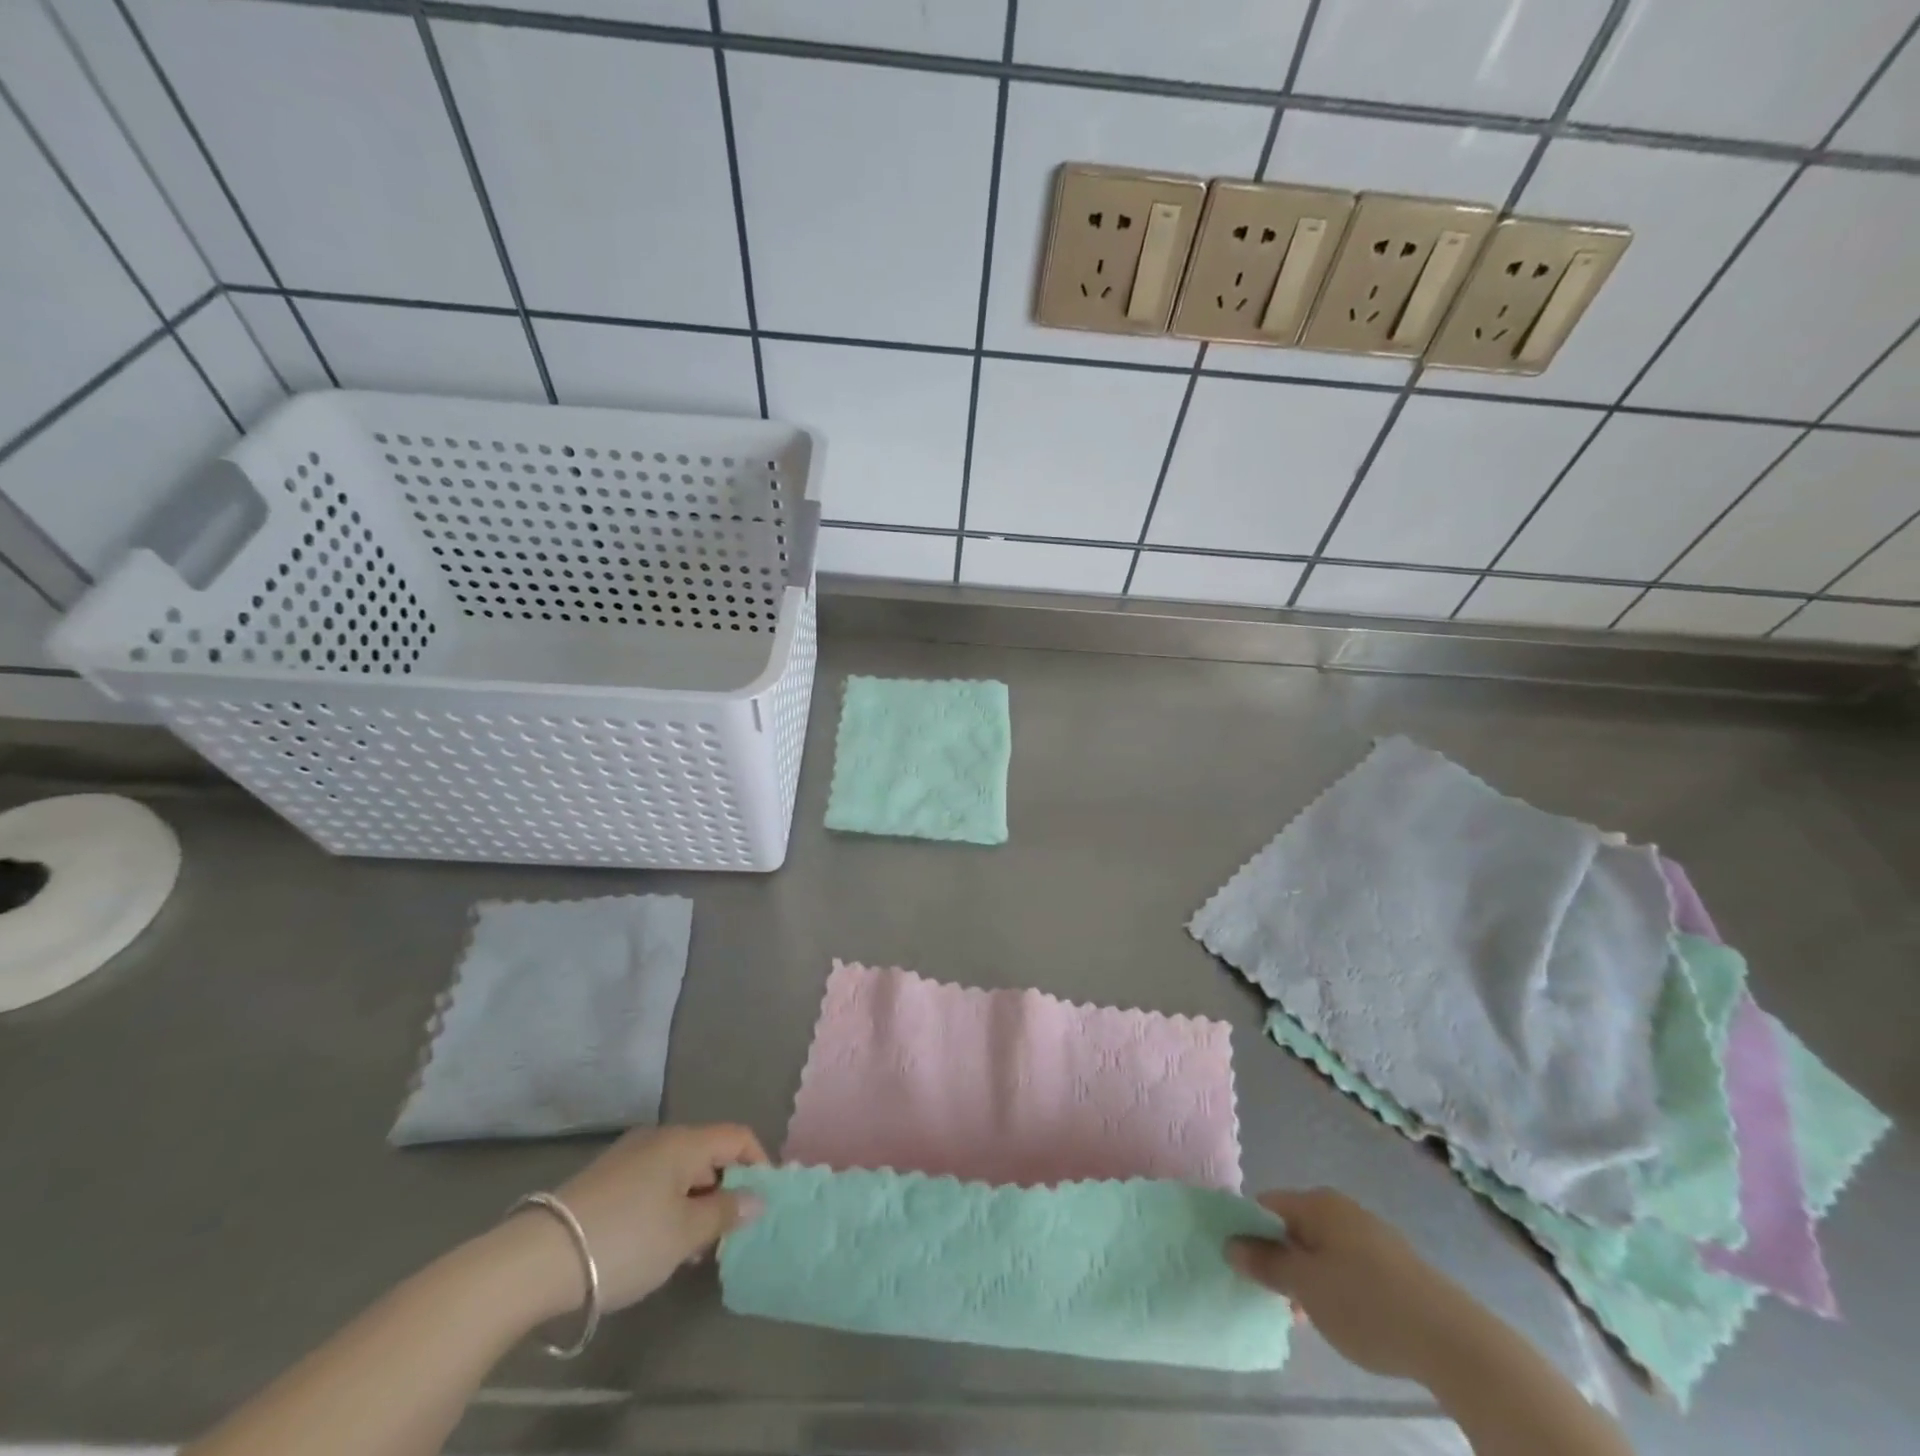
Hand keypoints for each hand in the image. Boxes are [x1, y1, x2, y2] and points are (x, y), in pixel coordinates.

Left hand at [504, 1123, 769, 1319]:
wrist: (537, 1260)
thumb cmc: (626, 1240)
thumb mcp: (684, 1234)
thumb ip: (726, 1213)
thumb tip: (757, 1198)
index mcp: (684, 1141)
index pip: (737, 1137)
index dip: (759, 1163)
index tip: (765, 1201)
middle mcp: (659, 1138)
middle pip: (708, 1153)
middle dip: (725, 1189)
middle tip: (728, 1233)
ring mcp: (628, 1156)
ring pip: (679, 1171)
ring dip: (695, 1201)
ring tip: (693, 1248)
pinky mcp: (604, 1179)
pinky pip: (653, 1183)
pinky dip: (667, 1205)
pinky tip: (658, 1243)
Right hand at [1226, 1188, 1473, 1382]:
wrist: (1451, 1340)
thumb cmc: (1365, 1303)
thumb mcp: (1305, 1286)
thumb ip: (1265, 1263)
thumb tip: (1231, 1243)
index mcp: (1316, 1202)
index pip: (1265, 1205)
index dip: (1248, 1232)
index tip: (1244, 1267)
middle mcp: (1341, 1208)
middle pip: (1294, 1226)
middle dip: (1280, 1259)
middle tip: (1275, 1298)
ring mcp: (1371, 1235)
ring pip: (1322, 1249)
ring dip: (1308, 1277)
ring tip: (1308, 1317)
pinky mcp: (1394, 1264)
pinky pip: (1348, 1265)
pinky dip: (1337, 1286)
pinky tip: (1344, 1319)